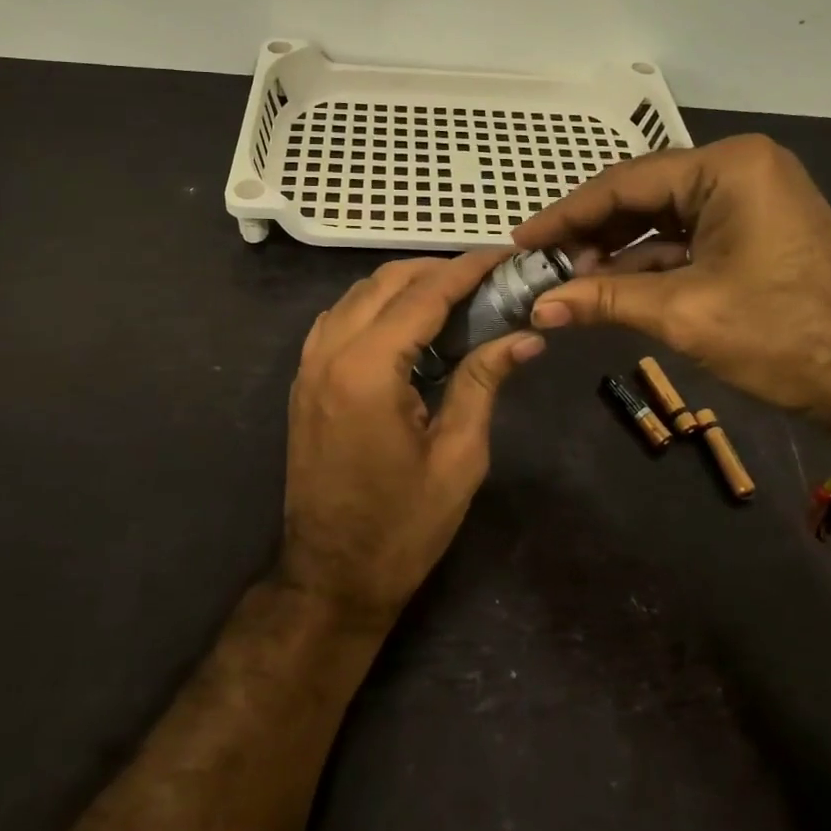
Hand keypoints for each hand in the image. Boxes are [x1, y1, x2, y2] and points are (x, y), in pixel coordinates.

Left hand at [279, 251, 545, 627]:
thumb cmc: (403, 525)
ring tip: (453, 295)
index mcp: (368, 370)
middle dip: (436, 270)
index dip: (467, 270)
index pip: (424, 296)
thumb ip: (484, 382)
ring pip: (357, 294)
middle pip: (386, 282)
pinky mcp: (304, 380)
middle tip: (485, 278)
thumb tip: (526, 336)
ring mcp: (309, 365)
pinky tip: (406, 324)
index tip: (503, 255)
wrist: (332, 576)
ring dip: (404, 284)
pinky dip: (374, 305)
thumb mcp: (459, 455)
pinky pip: (339, 318)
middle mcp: (330, 353)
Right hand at [514, 135, 830, 434]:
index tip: (521, 240)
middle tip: (544, 266)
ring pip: (663, 217)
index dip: (566, 215)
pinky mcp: (757, 229)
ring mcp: (752, 198)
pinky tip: (615, 286)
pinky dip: (651, 261)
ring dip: (619, 250)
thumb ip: (604, 299)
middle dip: (592, 233)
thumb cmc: (785, 334)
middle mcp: (739, 168)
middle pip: (642, 195)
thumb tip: (538, 307)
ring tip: (571, 281)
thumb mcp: (685, 314)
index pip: (624, 182)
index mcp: (726, 167)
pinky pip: (688, 236)